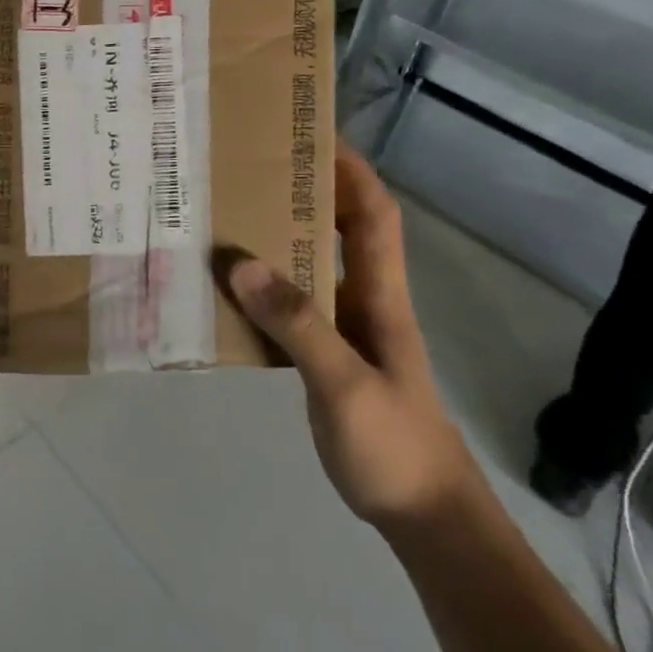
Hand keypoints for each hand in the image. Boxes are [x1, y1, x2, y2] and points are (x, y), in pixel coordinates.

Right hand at [228, 146, 479, 533]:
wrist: (426, 517)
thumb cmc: (395, 446)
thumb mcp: (345, 384)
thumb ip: (298, 324)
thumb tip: (240, 263)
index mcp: (381, 298)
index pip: (374, 216)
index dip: (352, 171)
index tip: (314, 134)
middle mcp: (364, 303)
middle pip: (341, 231)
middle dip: (304, 193)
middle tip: (248, 170)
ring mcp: (346, 332)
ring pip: (312, 269)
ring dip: (279, 240)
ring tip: (227, 218)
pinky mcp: (327, 359)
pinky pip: (292, 308)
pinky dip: (264, 290)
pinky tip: (227, 291)